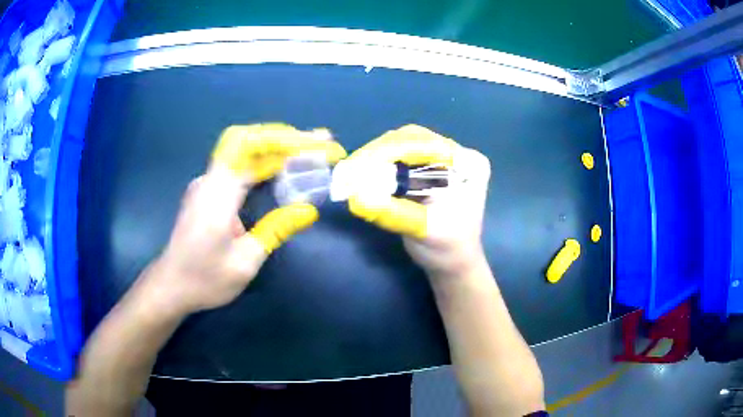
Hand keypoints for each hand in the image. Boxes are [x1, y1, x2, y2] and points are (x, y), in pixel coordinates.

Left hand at [146, 123, 346, 315]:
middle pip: (248, 140)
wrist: (171, 286)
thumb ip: (276, 229)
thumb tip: (308, 210)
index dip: (291, 141)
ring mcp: (206, 183)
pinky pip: (237, 166)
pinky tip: (279, 170)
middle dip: (285, 137)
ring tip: (308, 151)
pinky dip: (262, 162)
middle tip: (318, 141)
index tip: (320, 143)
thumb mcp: (245, 261)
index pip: (255, 147)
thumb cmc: (205, 279)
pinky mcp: (206, 192)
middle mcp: (210, 178)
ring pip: (242, 150)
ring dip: (275, 148)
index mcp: (218, 192)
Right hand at [347, 125, 490, 278]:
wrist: (453, 262)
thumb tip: (356, 198)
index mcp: (467, 163)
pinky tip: (362, 173)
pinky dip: (379, 165)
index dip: (390, 150)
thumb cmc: (447, 249)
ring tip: (353, 171)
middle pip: (411, 139)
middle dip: (379, 152)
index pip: (425, 144)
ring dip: (375, 157)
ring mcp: (441, 159)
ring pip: (402, 146)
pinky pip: (400, 159)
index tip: (359, 163)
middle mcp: (456, 153)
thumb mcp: (426, 232)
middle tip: (351, 167)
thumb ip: (394, 213)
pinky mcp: (427, 168)